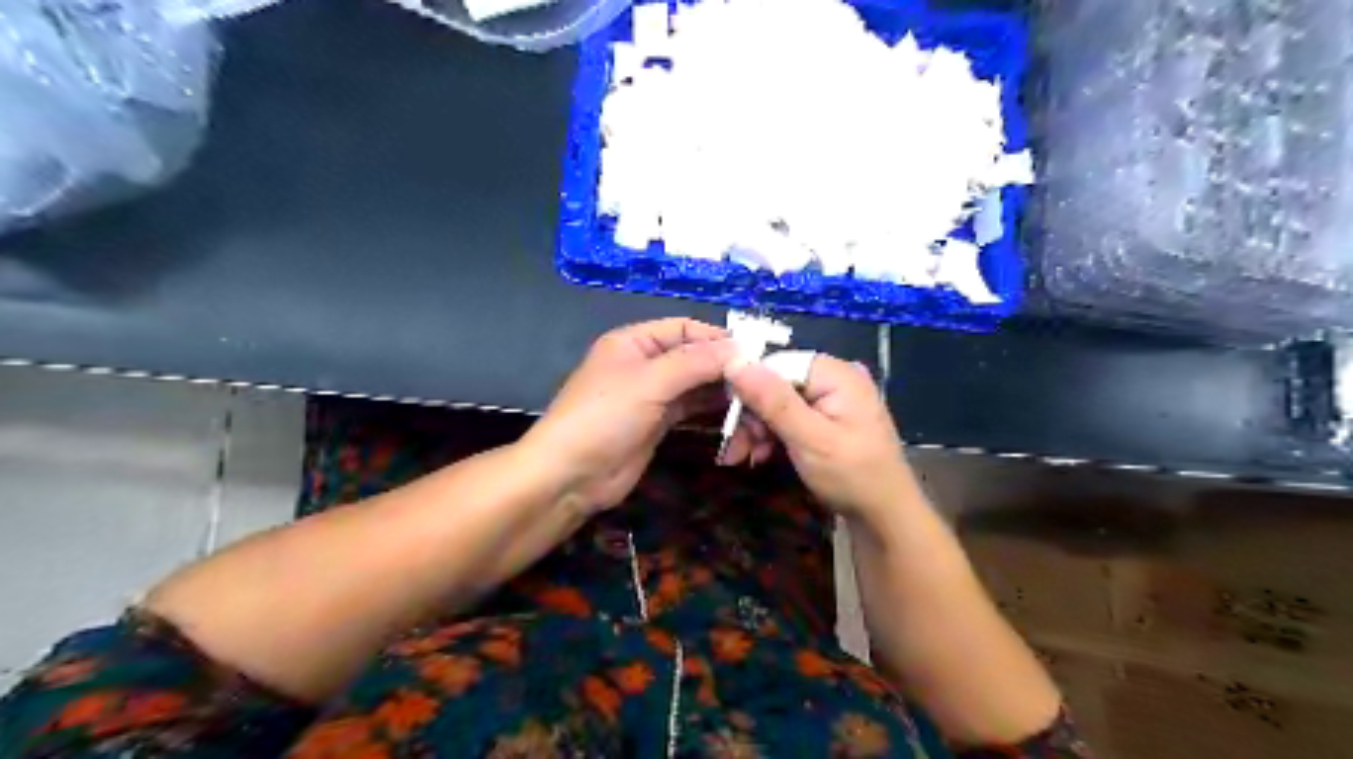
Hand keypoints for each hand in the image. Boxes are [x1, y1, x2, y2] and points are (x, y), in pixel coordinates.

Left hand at [527, 316, 739, 516]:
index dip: (718, 339)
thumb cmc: (604, 418)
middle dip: (726, 371)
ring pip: (697, 386)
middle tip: (760, 387)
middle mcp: (646, 363)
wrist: (570, 476)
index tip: (754, 356)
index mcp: (635, 341)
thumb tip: (741, 350)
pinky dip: (713, 413)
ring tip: (754, 406)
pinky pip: (692, 410)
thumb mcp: (649, 382)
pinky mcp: (658, 424)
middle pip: (695, 358)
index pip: (685, 329)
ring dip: (723, 395)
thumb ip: (695, 363)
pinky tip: (736, 419)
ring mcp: (653, 395)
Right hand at [724, 353, 913, 517]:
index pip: (778, 364)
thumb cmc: (852, 477)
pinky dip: (773, 434)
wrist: (885, 518)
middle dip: (753, 415)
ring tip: (745, 457)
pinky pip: (791, 416)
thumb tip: (735, 362)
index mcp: (836, 374)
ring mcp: (832, 399)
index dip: (749, 389)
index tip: (733, 422)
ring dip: (758, 428)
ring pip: (778, 402)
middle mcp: (835, 378)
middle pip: (776, 383)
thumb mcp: (809, 439)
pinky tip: (761, 454)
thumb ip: (773, 401)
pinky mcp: (828, 418)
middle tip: (736, 450)